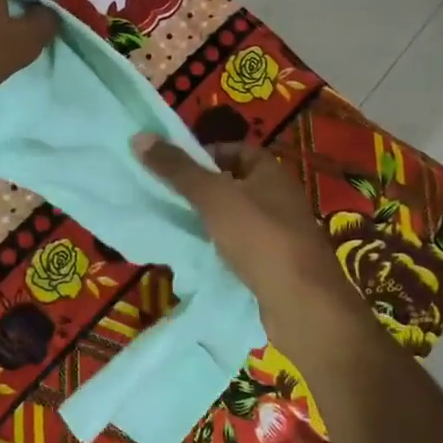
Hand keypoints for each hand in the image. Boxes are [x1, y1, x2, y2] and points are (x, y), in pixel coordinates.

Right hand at [136, 137, 364, 342]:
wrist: (302, 305)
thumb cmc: (260, 238)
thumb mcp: (213, 197)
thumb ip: (178, 169)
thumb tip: (140, 137)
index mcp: (272, 174)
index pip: (237, 150)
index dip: (206, 154)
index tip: (175, 168)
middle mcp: (280, 199)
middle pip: (234, 185)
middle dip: (202, 190)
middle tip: (166, 197)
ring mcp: (280, 235)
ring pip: (236, 219)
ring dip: (209, 222)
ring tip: (175, 226)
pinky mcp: (275, 266)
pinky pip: (241, 248)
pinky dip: (220, 249)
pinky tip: (198, 257)